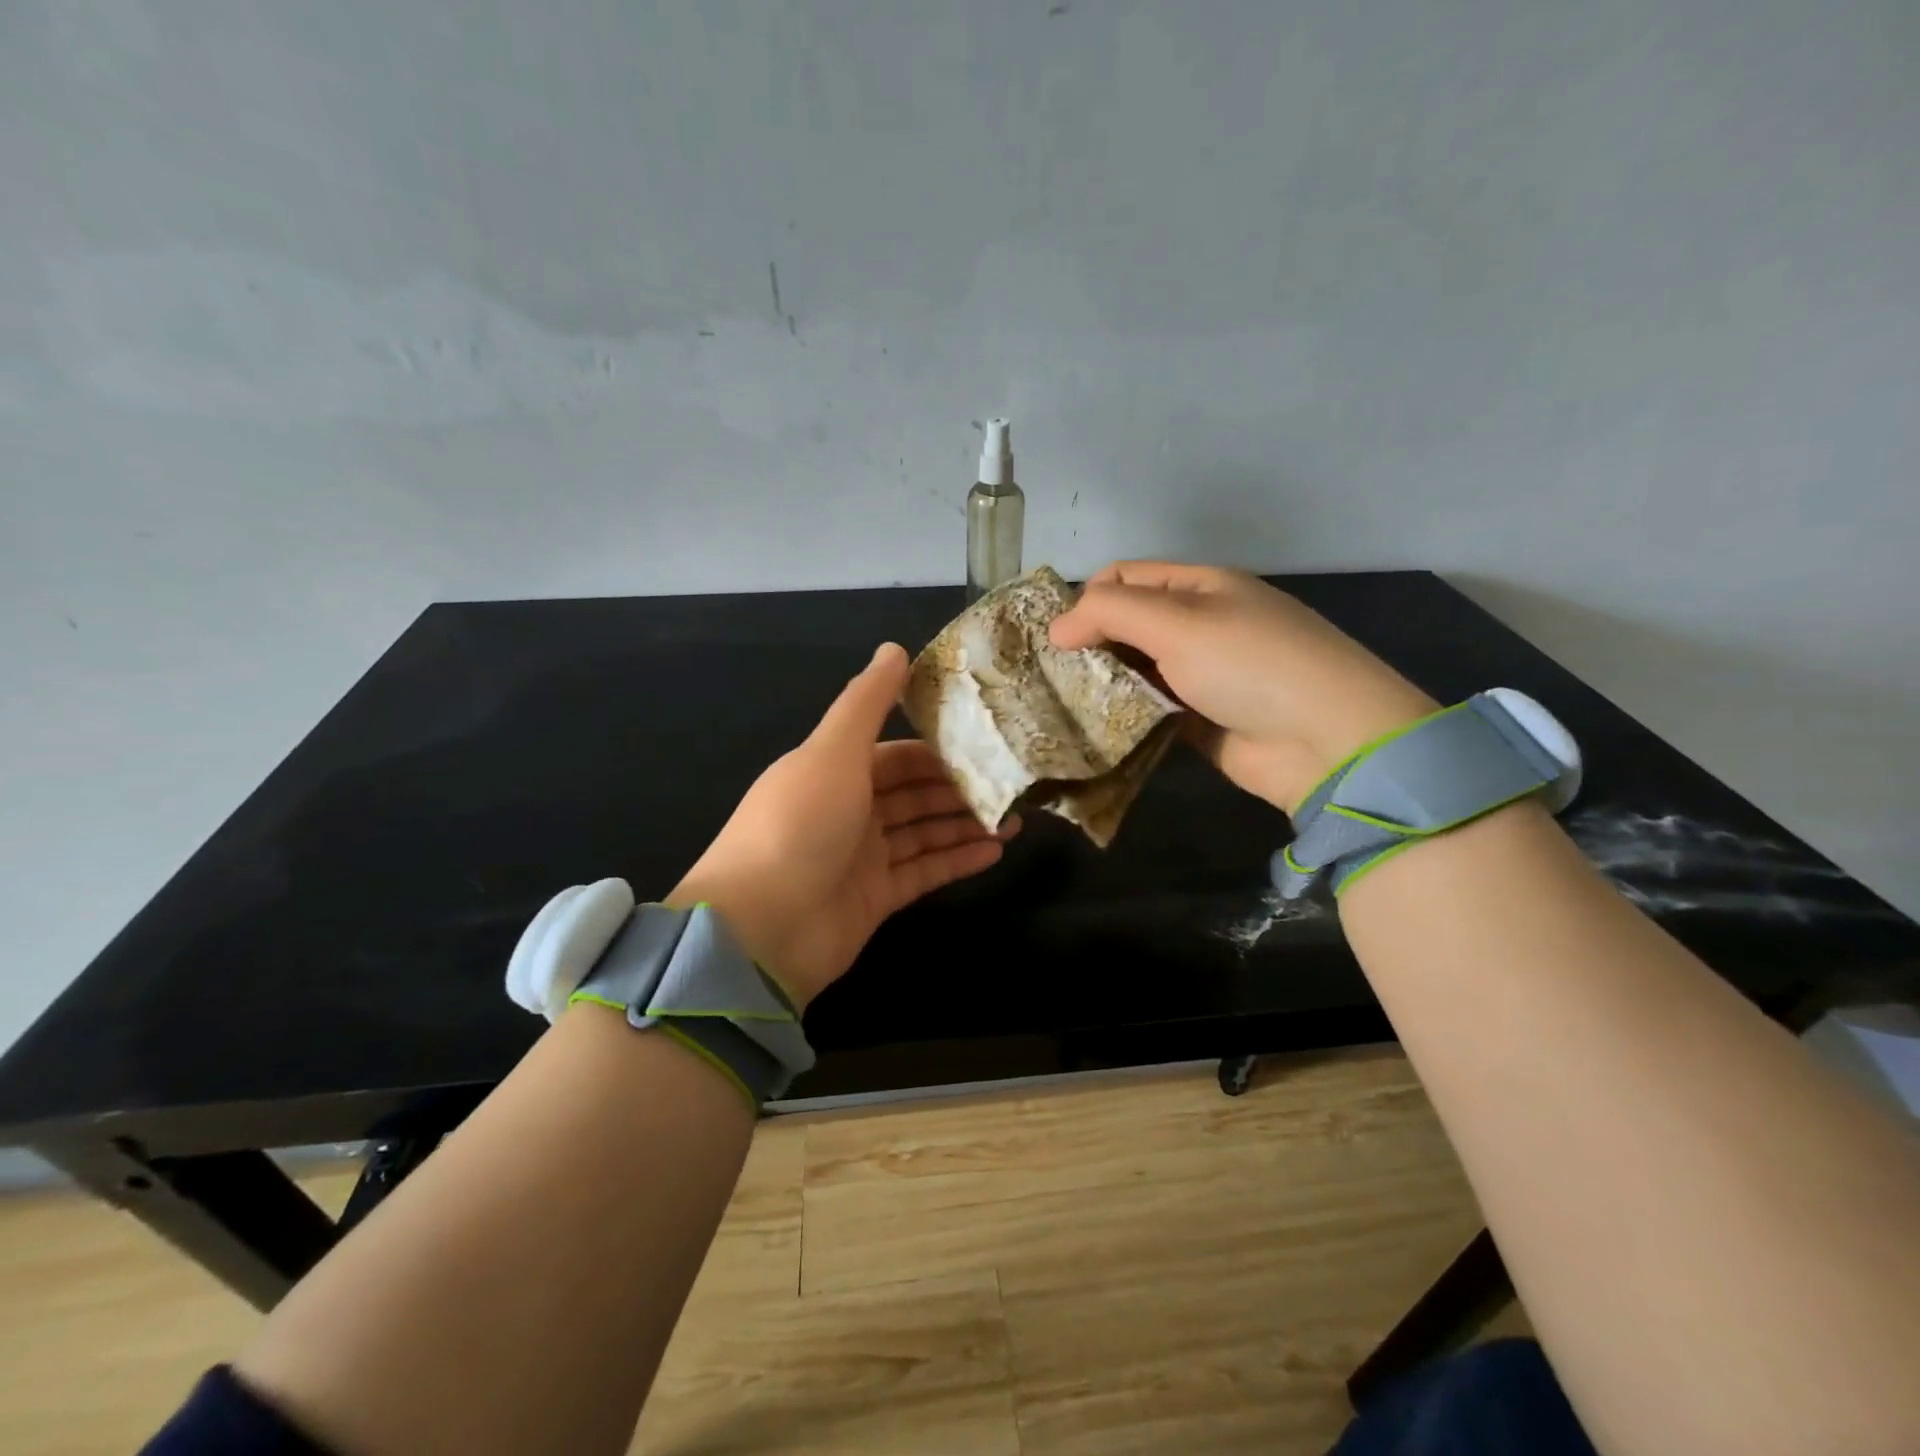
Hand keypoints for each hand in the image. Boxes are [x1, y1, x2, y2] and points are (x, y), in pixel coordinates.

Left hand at [669, 643, 1016, 1009]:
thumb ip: (866, 702)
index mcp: (833, 771)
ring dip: (965, 824)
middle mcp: (847, 810)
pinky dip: (957, 861)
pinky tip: (996, 850)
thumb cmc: (798, 825)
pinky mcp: (875, 900)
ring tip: (1016, 819)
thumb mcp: (833, 751)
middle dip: (959, 788)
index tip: (985, 743)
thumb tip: (894, 648)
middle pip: (913, 793)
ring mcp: (861, 858)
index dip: (936, 748)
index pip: (894, 754)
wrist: (761, 928)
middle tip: (1012, 784)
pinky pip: (924, 873)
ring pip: (923, 833)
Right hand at [1049, 562, 1436, 815]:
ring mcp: (1202, 676)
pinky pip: (1150, 711)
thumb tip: (1055, 627)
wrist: (1327, 742)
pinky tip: (1090, 729)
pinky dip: (1124, 716)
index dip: (1087, 598)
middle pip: (1129, 625)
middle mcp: (1200, 626)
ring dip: (1103, 683)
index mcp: (1201, 587)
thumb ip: (1110, 614)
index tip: (1051, 634)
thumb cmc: (1251, 665)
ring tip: (1058, 703)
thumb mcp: (1179, 623)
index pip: (1128, 578)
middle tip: (1047, 673)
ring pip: (1136, 670)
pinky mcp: (1200, 721)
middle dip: (1089, 644)